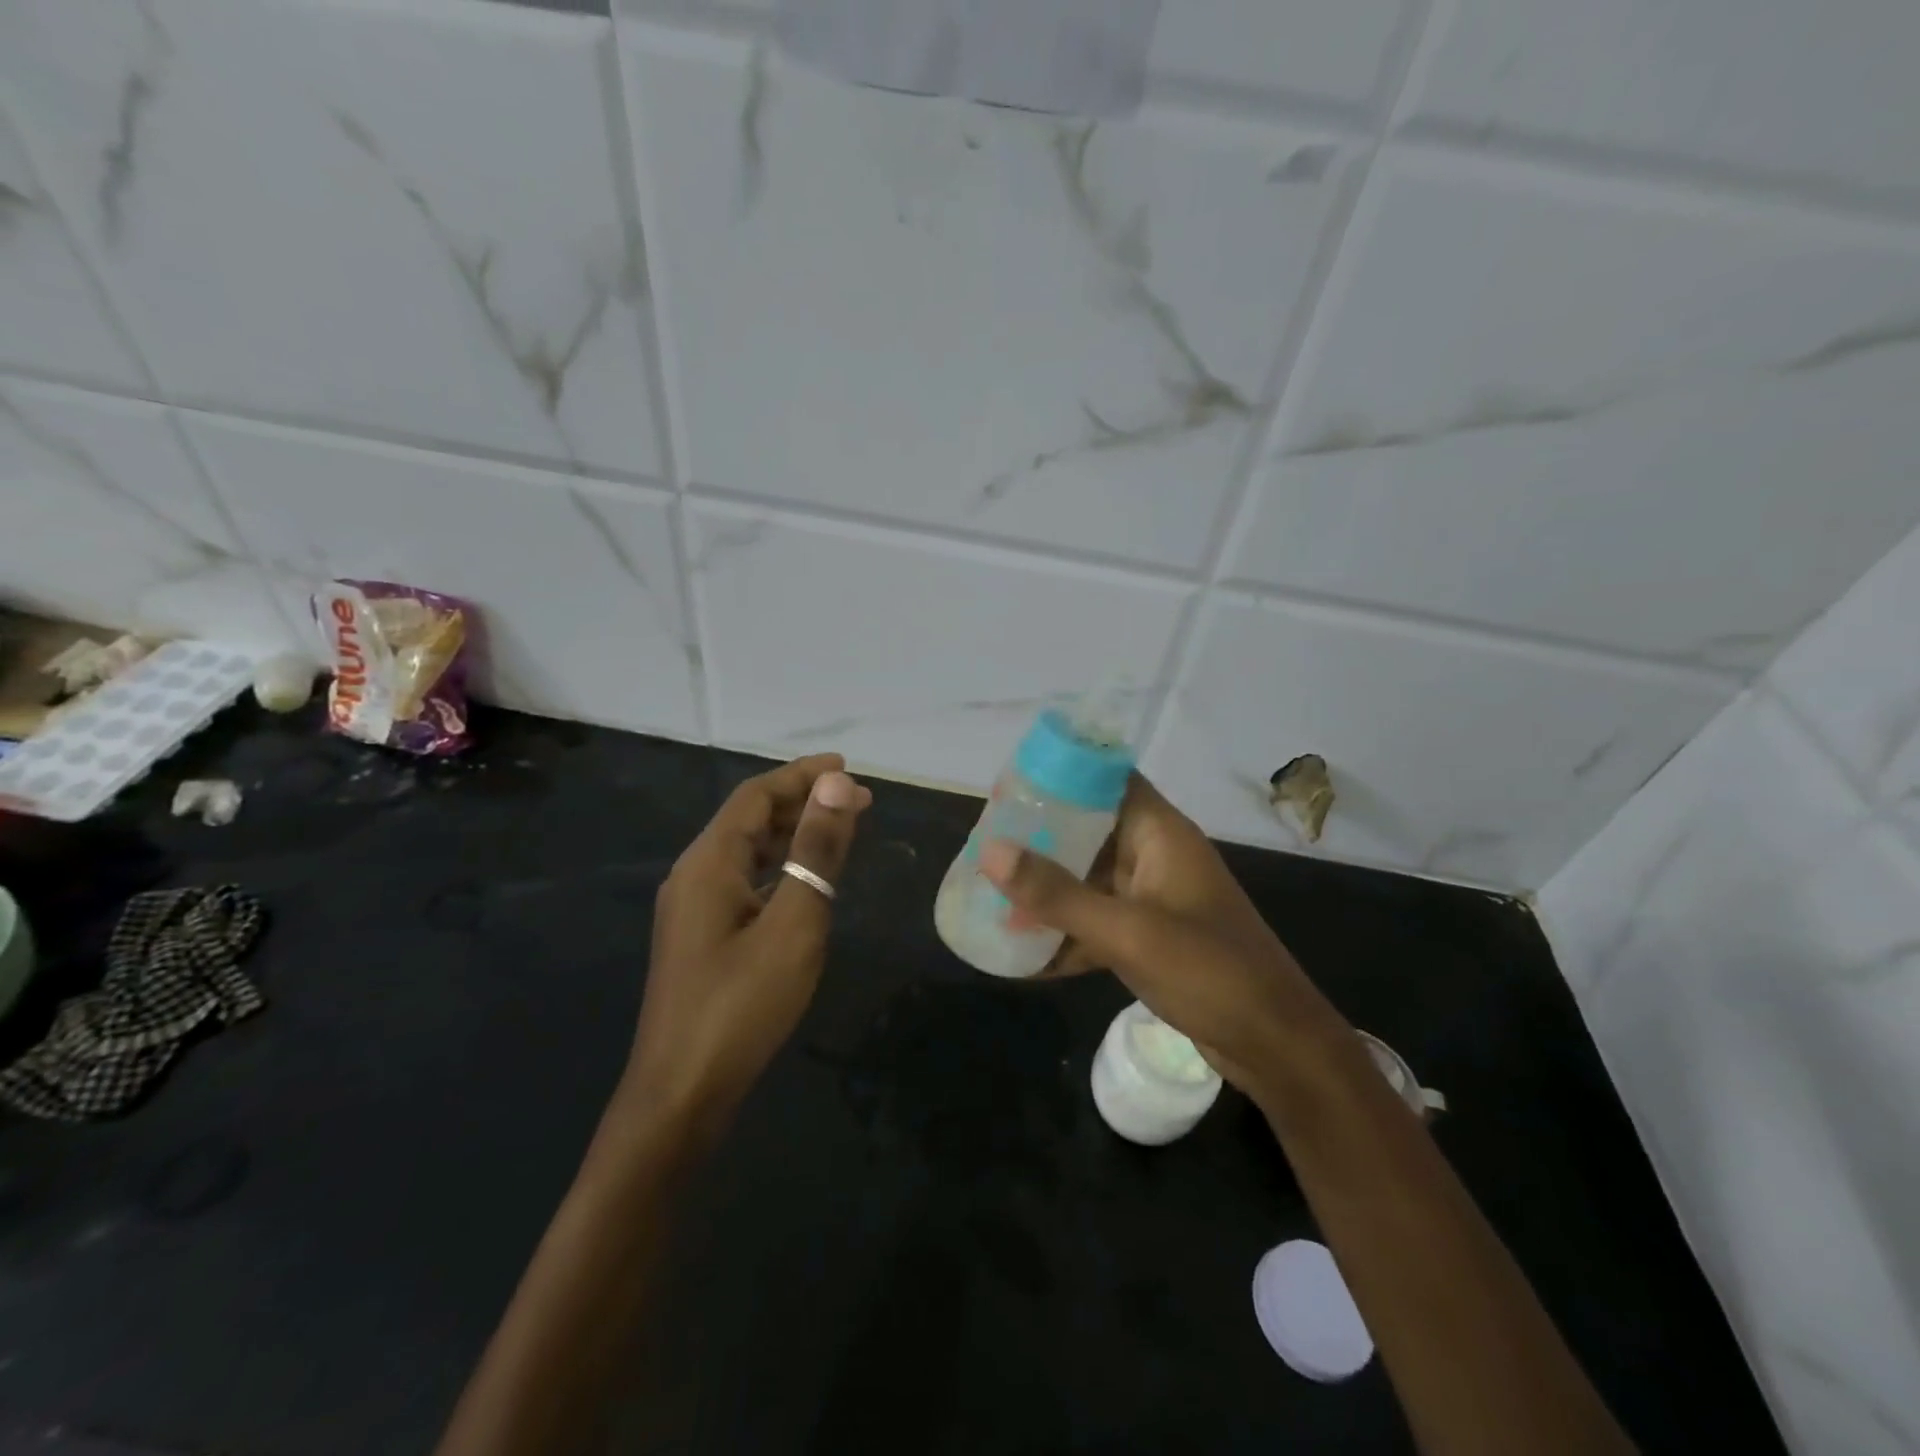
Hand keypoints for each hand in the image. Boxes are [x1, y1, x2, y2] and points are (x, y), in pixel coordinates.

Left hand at [626, 754, 871, 1136]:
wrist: (681, 1095)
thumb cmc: (742, 1005)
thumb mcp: (793, 924)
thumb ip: (815, 852)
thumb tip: (837, 786)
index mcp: (708, 862)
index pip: (756, 796)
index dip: (802, 776)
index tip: (847, 767)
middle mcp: (694, 875)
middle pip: (749, 819)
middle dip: (802, 802)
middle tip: (858, 801)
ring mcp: (694, 909)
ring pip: (747, 851)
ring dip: (792, 834)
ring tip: (839, 830)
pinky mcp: (701, 937)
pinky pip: (744, 881)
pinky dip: (779, 867)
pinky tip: (805, 881)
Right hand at [979, 774, 1352, 1108]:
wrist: (1275, 1045)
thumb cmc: (1210, 972)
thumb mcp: (1128, 932)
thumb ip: (1058, 894)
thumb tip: (990, 851)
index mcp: (1160, 834)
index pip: (1107, 781)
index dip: (1061, 777)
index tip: (1008, 788)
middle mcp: (1155, 857)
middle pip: (1089, 830)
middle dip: (1039, 839)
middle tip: (984, 845)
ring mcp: (1152, 899)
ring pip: (1088, 880)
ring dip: (1046, 891)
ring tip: (989, 894)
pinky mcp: (1149, 939)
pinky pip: (1096, 923)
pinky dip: (1064, 935)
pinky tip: (1020, 955)